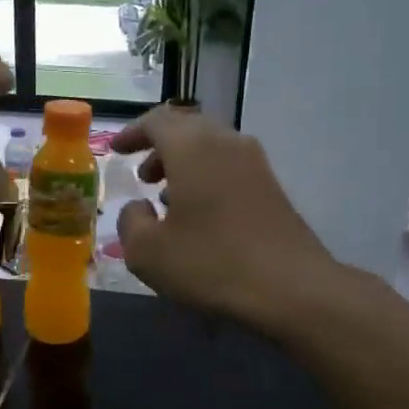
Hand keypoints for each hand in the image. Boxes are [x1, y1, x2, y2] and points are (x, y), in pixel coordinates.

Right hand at [113, 106, 335, 331]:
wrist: (291, 287)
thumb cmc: (210, 263)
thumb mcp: (148, 252)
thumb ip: (130, 222)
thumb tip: (139, 208)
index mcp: (192, 147)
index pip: (156, 121)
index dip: (133, 133)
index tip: (117, 151)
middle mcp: (226, 142)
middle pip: (187, 129)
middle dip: (159, 148)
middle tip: (142, 177)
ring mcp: (255, 163)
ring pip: (211, 148)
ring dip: (184, 165)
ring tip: (166, 199)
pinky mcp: (272, 187)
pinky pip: (229, 168)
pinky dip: (207, 179)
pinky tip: (199, 216)